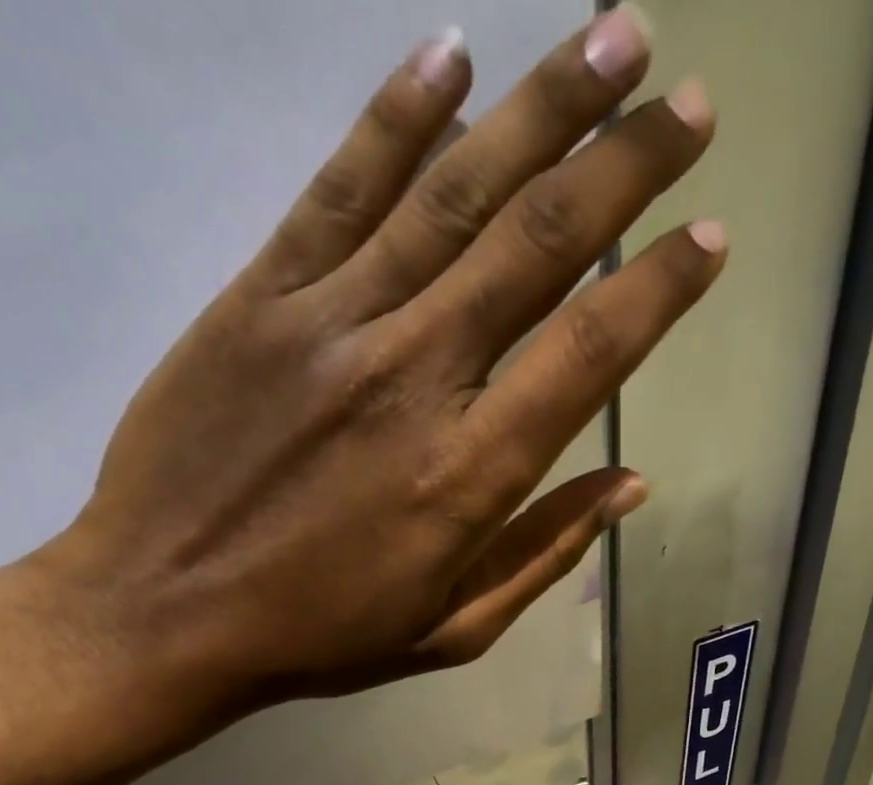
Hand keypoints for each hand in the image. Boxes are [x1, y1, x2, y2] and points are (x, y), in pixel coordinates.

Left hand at [14, 9, 721, 742]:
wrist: (162, 613)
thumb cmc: (324, 635)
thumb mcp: (456, 628)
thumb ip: (546, 553)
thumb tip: (630, 484)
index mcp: (468, 477)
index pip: (587, 357)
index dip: (657, 290)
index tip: (710, 238)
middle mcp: (414, 378)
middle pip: (536, 247)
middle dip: (623, 166)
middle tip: (689, 103)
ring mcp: (331, 324)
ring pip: (452, 194)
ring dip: (541, 107)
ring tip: (614, 33)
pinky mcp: (259, 296)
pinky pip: (339, 188)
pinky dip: (399, 116)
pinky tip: (452, 53)